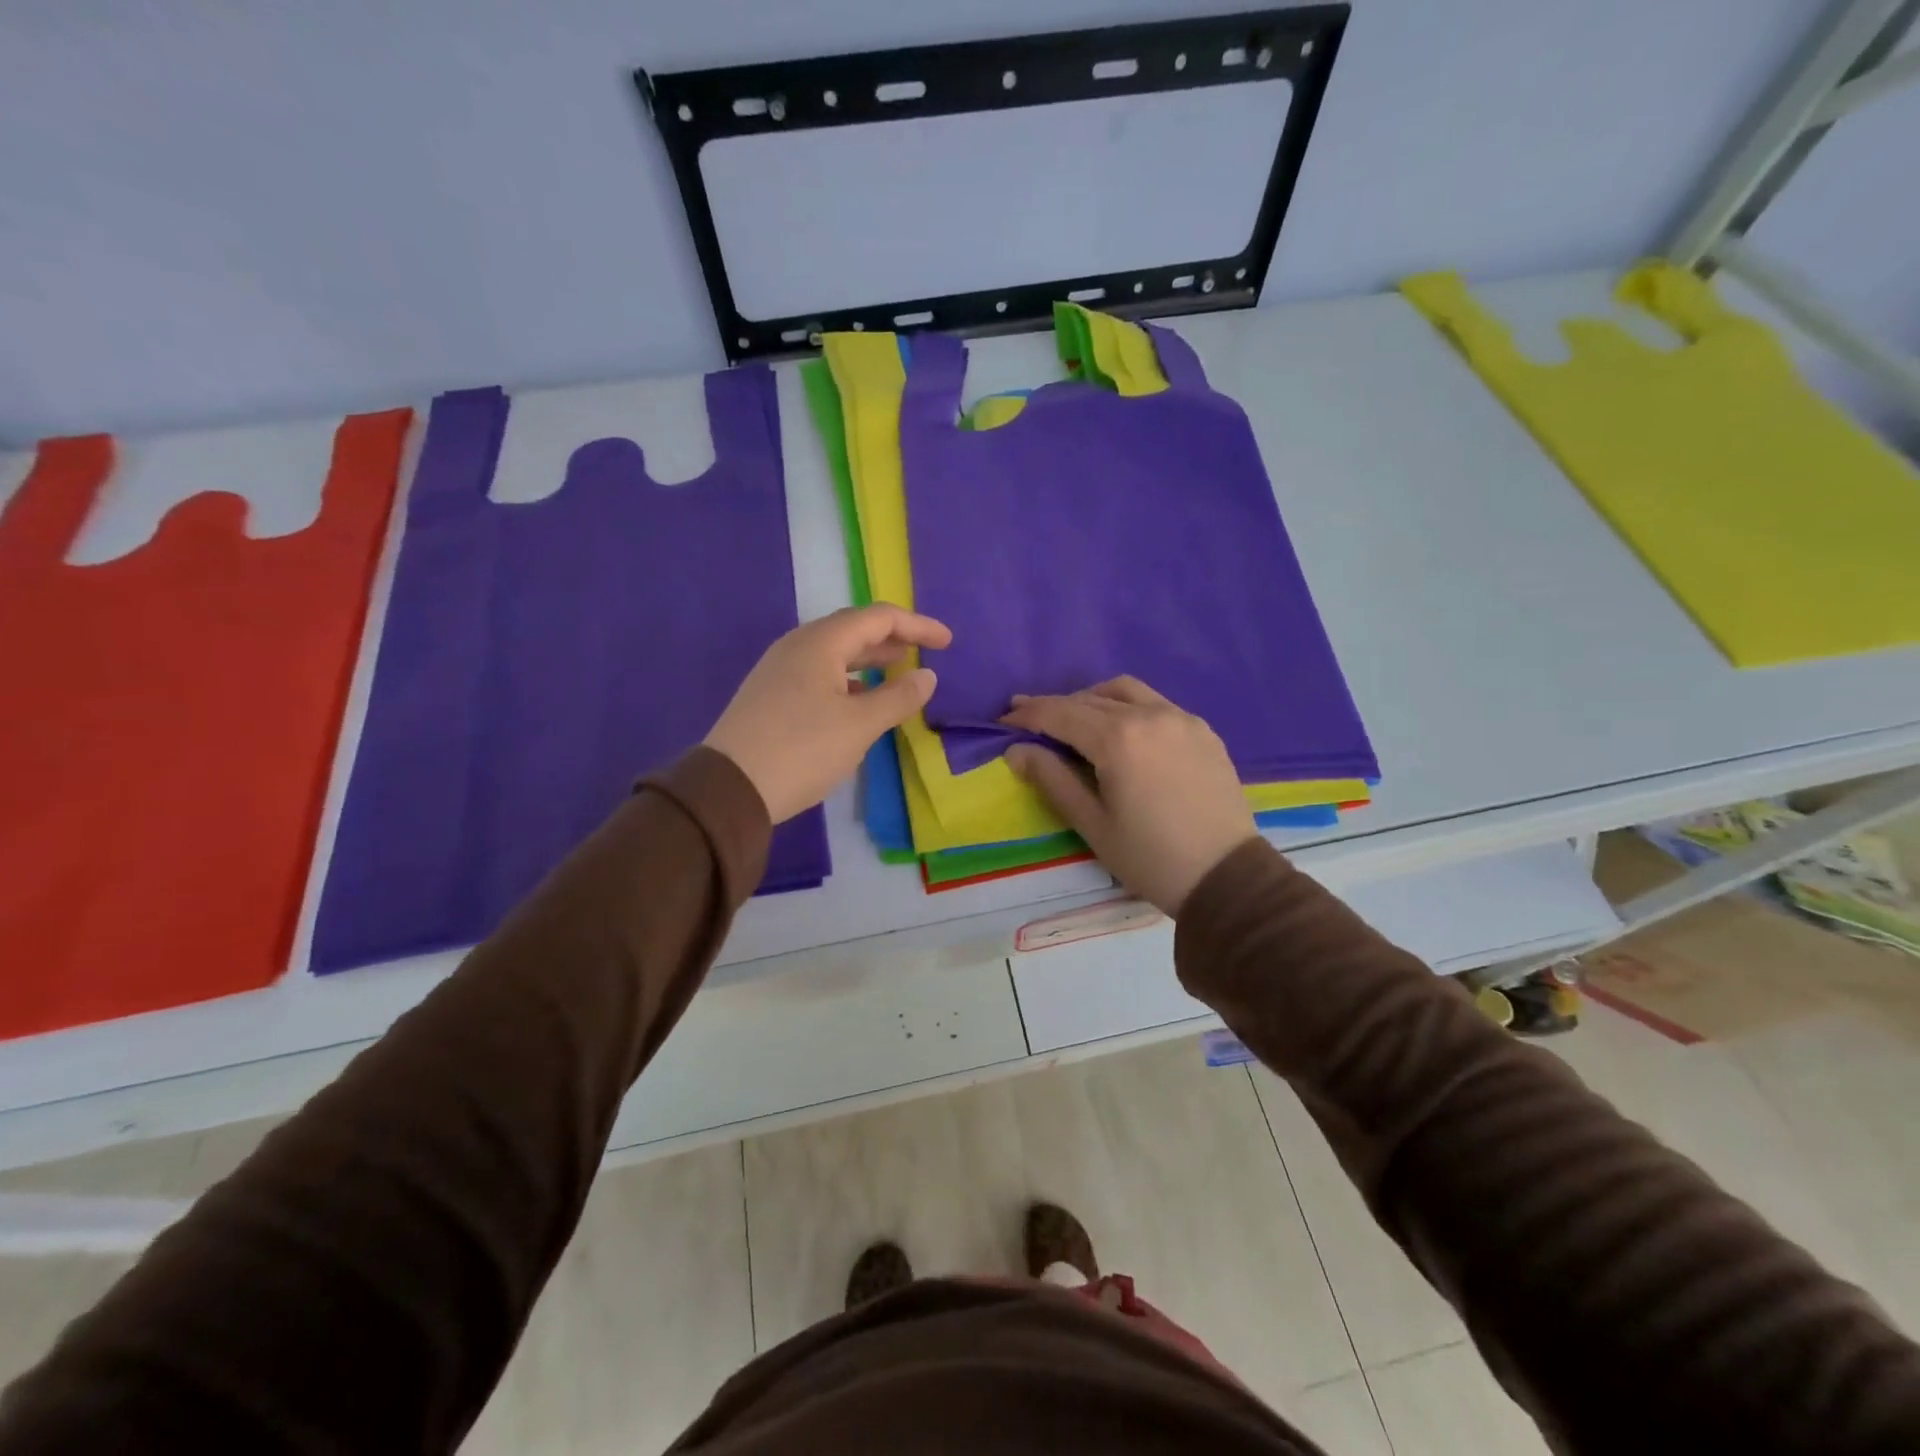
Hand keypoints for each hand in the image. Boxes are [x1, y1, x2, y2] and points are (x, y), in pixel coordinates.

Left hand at [705, 603, 950, 823]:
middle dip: (892, 638)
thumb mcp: (860, 726)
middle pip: (854, 629)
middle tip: (924, 652)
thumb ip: (898, 697)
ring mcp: (779, 669)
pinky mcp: (770, 694)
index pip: (879, 618)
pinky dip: (848, 679)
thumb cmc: (802, 750)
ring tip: (897, 671)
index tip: (947, 642)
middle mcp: (797, 646)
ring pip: (834, 653)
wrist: (729, 788)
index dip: (918, 626)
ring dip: (869, 659)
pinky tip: (859, 700)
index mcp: (821, 642)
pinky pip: (818, 673)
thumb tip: (927, 675)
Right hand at [1001, 677, 1256, 914]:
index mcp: (1119, 739)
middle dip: (1055, 706)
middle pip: (1090, 699)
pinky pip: (1156, 704)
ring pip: (1125, 691)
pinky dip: (1128, 707)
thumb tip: (1017, 750)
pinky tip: (1121, 731)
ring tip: (1074, 720)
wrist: (1226, 878)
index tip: (1004, 718)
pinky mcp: (1203, 730)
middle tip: (1028, 717)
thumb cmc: (1150, 858)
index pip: (1061, 714)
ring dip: (1092, 699)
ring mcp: (1181, 718)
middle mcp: (1150, 715)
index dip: (1028, 714)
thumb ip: (1052, 779)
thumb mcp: (1092, 823)